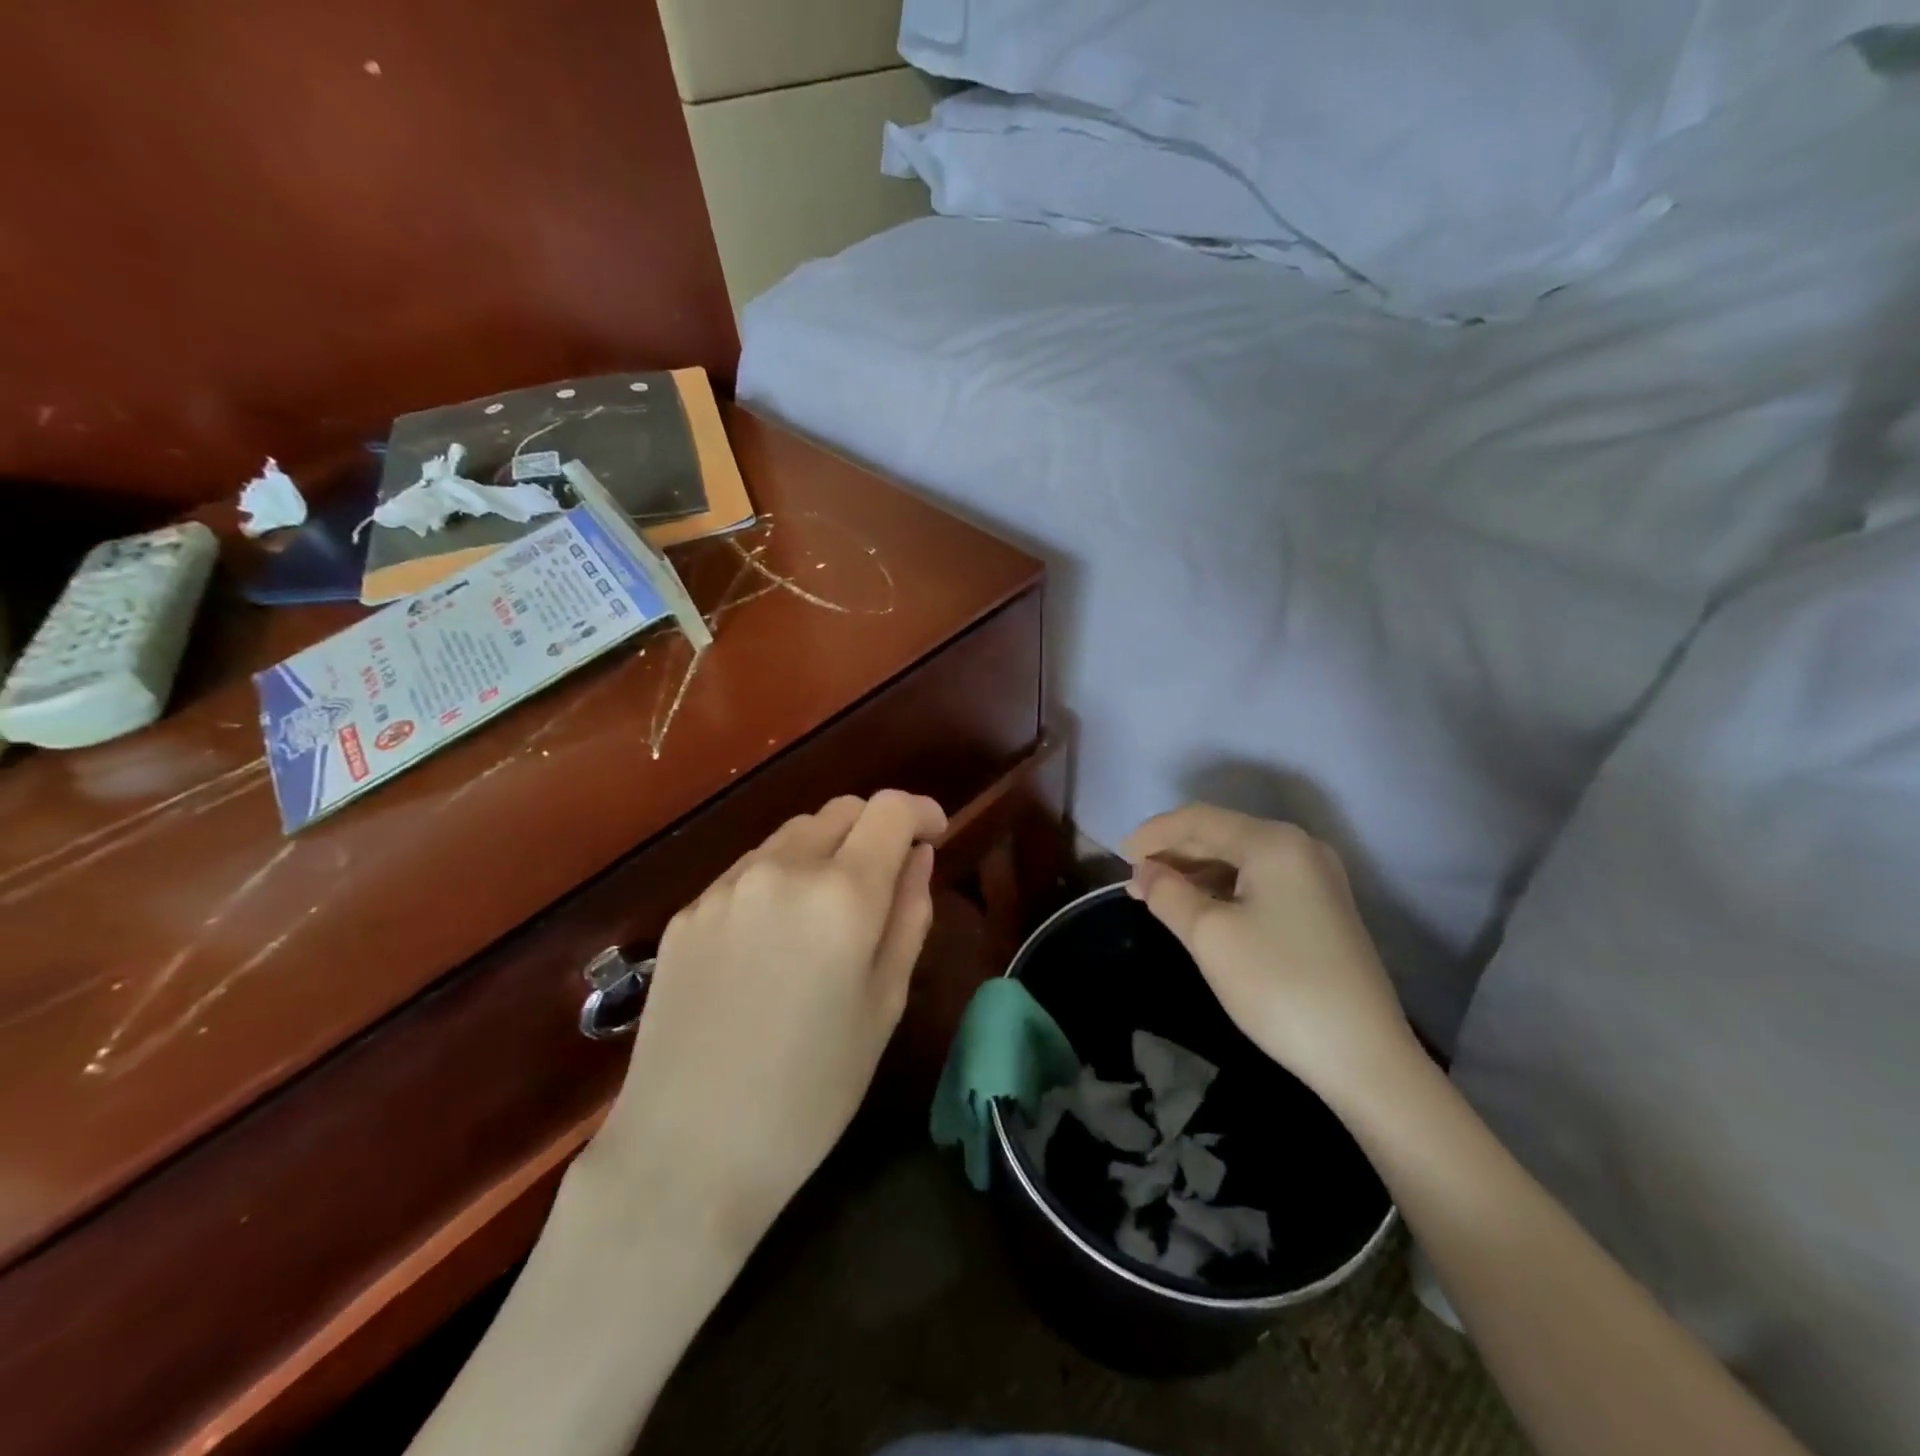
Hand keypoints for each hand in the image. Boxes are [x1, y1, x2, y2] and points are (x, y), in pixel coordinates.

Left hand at [588, 791, 946, 1246]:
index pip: (890, 809)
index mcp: (843, 894)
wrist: (687, 1153)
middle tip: (884, 882)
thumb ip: (908, 915)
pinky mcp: (689, 910)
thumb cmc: (810, 1092)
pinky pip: (750, 869)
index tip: (934, 836)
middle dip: (874, 830)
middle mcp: (782, 869)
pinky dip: (780, 878)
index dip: (921, 811)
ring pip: (794, 833)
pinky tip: (774, 939)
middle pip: (841, 810)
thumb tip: (917, 856)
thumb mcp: (884, 1005)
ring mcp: (727, 886)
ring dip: (826, 850)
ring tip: (828, 913)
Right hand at [1122, 803, 1418, 1107]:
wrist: (1364, 1056)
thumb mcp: (1209, 936)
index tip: (1118, 858)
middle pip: (1221, 833)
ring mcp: (1315, 876)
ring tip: (1158, 896)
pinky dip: (1222, 887)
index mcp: (1273, 842)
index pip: (1198, 819)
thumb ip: (1168, 893)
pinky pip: (1258, 879)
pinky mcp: (1321, 906)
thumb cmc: (1278, 986)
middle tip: (1134, 881)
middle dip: (1173, 853)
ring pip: (1239, 857)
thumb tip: (1144, 871)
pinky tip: (1200, 908)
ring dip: (1195, 871)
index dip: (1153, 834)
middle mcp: (1299, 846)